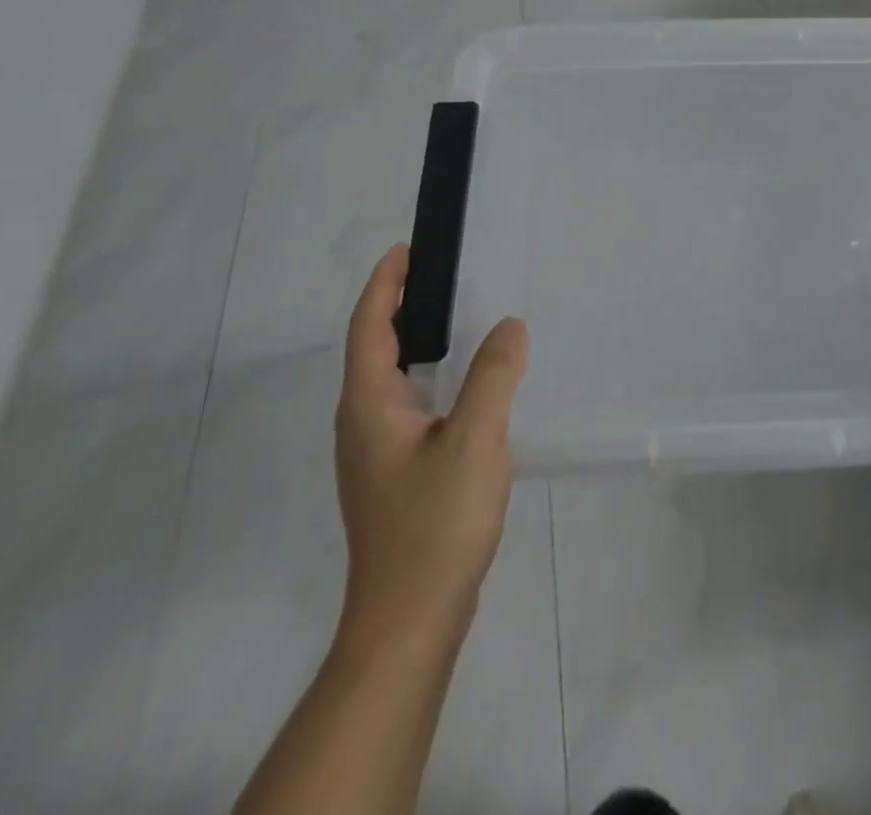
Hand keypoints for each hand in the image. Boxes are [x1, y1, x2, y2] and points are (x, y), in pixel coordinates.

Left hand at [334, 245, 527, 654]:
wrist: (410, 620)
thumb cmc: (435, 523)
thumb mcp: (475, 439)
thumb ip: (493, 375)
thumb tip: (508, 326)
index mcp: (369, 405)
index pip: (368, 327)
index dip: (384, 284)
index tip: (406, 249)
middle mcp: (362, 423)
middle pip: (373, 349)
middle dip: (398, 306)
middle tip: (441, 276)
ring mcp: (376, 453)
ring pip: (390, 380)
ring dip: (415, 342)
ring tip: (457, 320)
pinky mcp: (395, 475)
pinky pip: (408, 406)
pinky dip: (430, 377)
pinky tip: (466, 388)